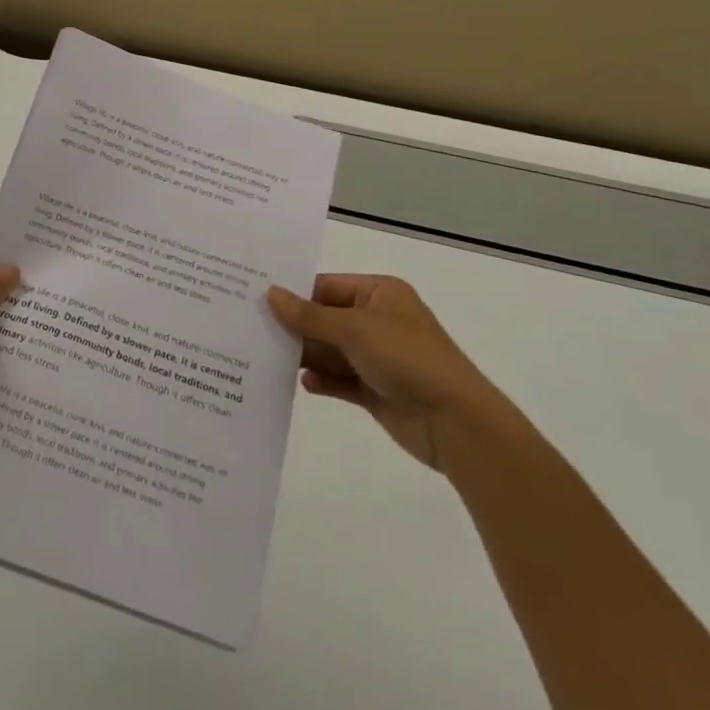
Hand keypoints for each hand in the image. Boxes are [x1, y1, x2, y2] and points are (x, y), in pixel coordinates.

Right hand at [267, 273, 515, 469]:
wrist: (456, 423)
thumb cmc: (407, 358)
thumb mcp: (354, 329)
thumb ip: (309, 315)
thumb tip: (270, 294)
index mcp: (379, 293)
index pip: (327, 286)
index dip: (295, 293)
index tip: (257, 298)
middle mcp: (378, 320)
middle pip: (326, 318)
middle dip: (296, 326)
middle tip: (253, 328)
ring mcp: (377, 357)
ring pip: (331, 351)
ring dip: (306, 354)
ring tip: (267, 356)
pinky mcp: (376, 390)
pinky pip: (340, 380)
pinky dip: (322, 380)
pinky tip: (302, 382)